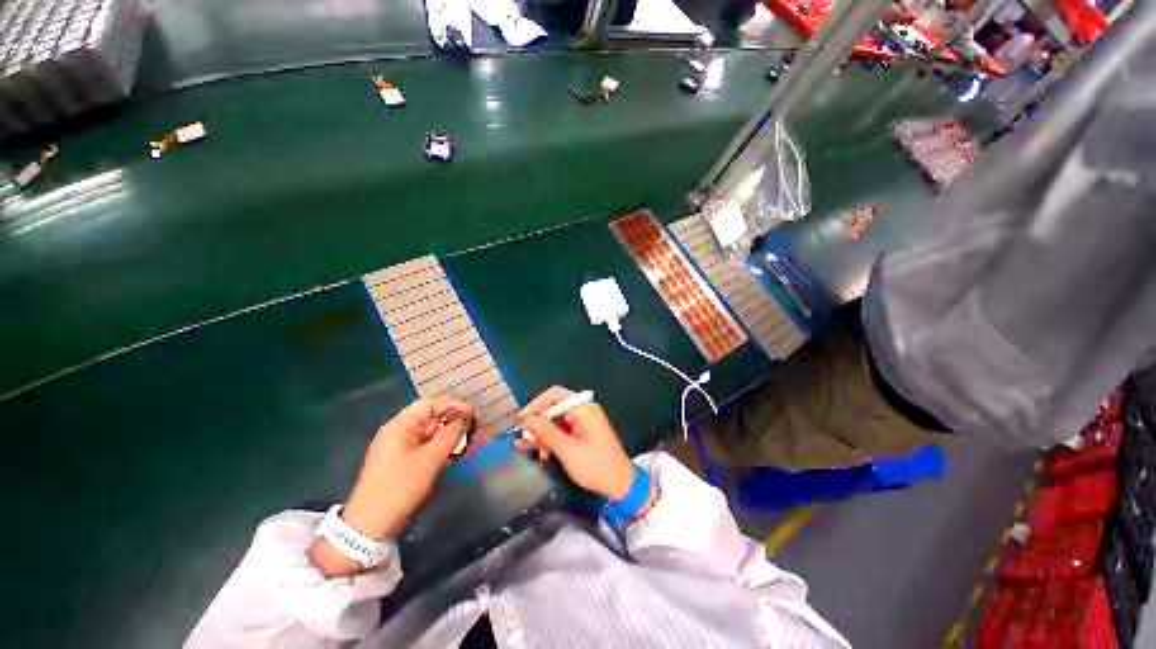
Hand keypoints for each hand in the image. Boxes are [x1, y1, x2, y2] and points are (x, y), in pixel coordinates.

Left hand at [310, 396, 471, 576]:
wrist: (371, 525)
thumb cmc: (399, 486)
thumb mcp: (428, 459)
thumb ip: (449, 435)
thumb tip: (464, 419)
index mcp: (400, 426)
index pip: (429, 405)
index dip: (452, 405)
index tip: (472, 414)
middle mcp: (400, 433)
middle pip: (432, 419)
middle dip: (456, 423)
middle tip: (478, 430)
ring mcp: (403, 449)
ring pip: (433, 435)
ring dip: (454, 438)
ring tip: (474, 444)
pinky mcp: (406, 464)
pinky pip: (429, 449)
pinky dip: (445, 450)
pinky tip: (461, 455)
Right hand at [514, 386, 635, 500]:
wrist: (620, 484)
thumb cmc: (596, 466)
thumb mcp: (568, 451)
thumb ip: (547, 433)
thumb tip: (528, 420)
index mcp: (583, 408)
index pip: (555, 395)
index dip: (536, 404)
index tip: (521, 420)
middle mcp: (583, 411)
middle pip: (553, 408)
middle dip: (537, 423)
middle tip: (523, 439)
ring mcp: (582, 422)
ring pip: (555, 421)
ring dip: (541, 434)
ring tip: (526, 448)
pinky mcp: (581, 433)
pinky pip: (561, 431)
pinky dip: (549, 439)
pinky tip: (537, 451)